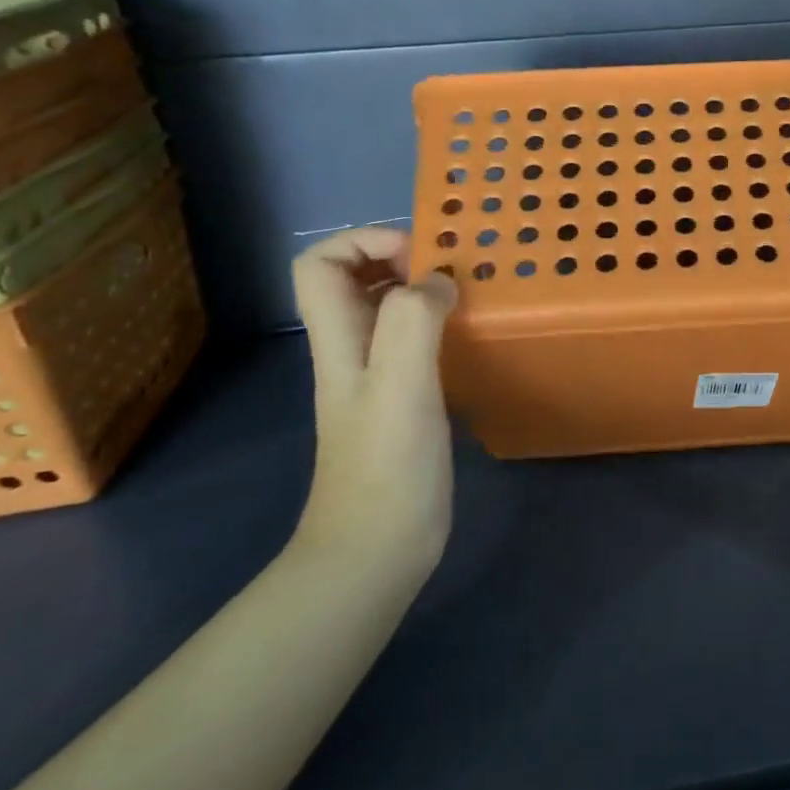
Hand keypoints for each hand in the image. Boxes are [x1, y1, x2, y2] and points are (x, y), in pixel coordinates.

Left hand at [291, 228, 457, 579]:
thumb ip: (413, 320)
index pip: (319, 263)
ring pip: (387, 308)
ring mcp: (376, 376)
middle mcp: (351, 349)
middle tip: (451, 273)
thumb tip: (439, 281)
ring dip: (423, 289)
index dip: (363, 241)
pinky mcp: (402, 400)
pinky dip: (439, 325)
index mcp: (338, 338)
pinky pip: (414, 340)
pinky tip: (470, 339)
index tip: (420, 257)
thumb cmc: (387, 465)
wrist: (377, 549)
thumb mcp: (401, 385)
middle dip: (400, 257)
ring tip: (468, 295)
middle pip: (353, 278)